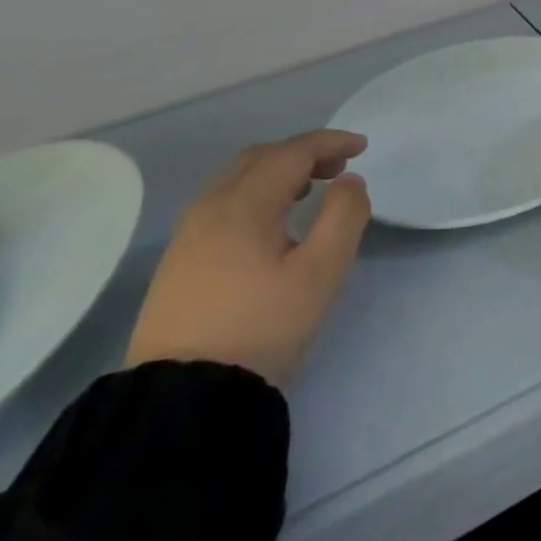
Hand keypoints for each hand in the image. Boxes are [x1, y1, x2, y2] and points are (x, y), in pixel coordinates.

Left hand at [126, 129, 371, 388]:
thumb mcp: (321, 273)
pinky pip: (221, 202)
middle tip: (338, 168)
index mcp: (243, 204)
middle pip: (260, 157)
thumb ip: (344, 216)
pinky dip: (254, 192)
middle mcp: (209, 207)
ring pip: (236, 178)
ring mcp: (187, 234)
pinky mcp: (178, 260)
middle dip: (303, 153)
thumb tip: (349, 181)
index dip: (330, 142)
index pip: (292, 152)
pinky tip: (270, 222)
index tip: (362, 147)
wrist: (183, 398)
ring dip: (277, 171)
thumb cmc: (261, 328)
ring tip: (308, 191)